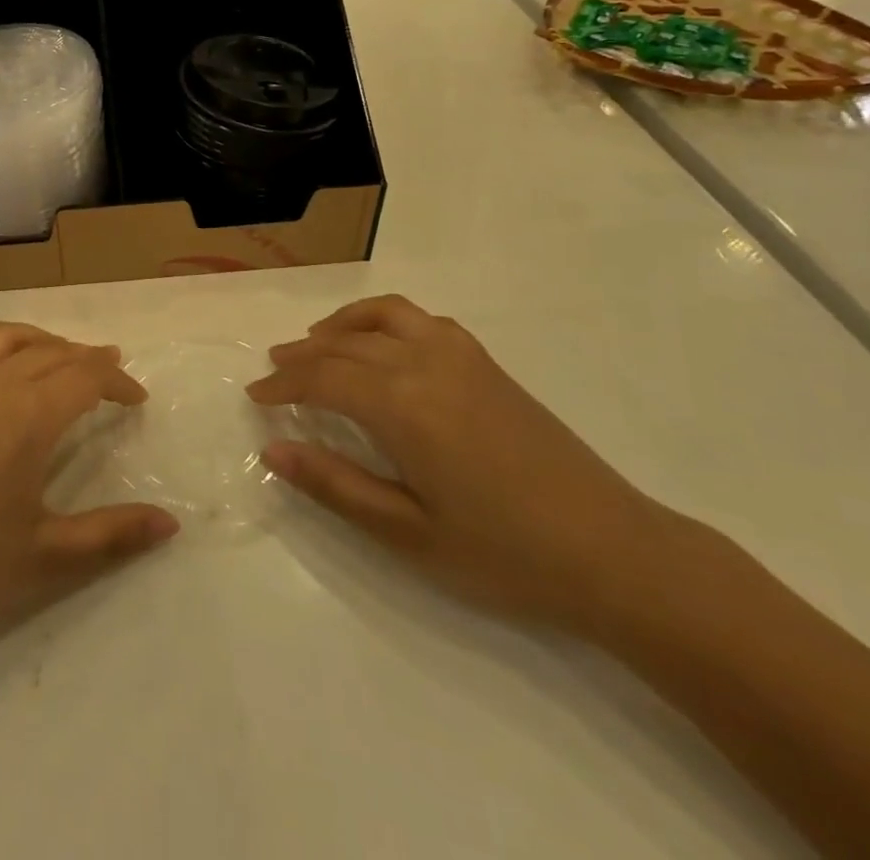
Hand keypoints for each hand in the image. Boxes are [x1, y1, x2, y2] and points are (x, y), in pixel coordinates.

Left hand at [0, 323, 178, 659]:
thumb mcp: (44, 558)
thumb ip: (111, 535)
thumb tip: (170, 522)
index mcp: (29, 415)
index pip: (87, 377)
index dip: (117, 382)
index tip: (136, 400)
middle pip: (50, 352)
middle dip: (85, 359)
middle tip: (106, 375)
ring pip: (1, 337)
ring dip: (37, 339)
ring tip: (55, 355)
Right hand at [249, 295, 685, 636]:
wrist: (614, 552)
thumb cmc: (504, 554)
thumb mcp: (408, 533)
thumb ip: (335, 485)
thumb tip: (272, 449)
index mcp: (402, 405)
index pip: (322, 379)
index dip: (283, 385)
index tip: (255, 396)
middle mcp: (425, 364)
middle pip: (346, 344)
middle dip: (302, 354)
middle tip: (274, 369)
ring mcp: (461, 357)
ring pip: (385, 315)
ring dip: (343, 323)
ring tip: (318, 341)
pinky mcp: (487, 364)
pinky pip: (422, 320)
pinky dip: (387, 320)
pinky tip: (384, 347)